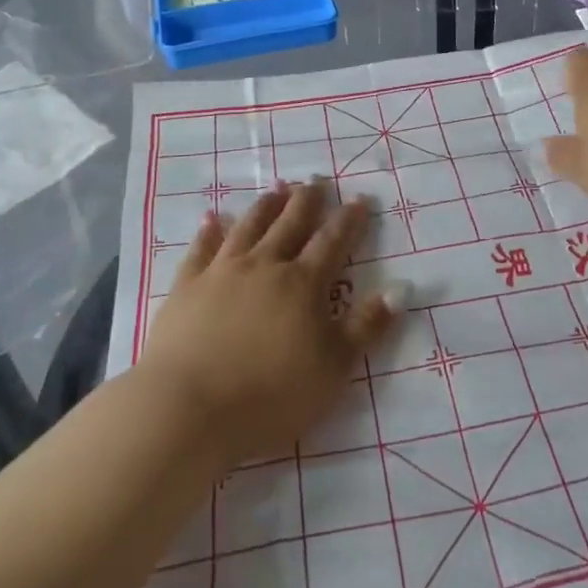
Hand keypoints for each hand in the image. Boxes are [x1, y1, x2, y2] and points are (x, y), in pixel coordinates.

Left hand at [136, 180, 399, 468]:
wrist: (190, 408)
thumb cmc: (272, 394)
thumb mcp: (334, 367)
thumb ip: (367, 326)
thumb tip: (400, 289)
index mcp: (303, 284)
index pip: (332, 242)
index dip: (348, 220)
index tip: (358, 198)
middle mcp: (265, 266)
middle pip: (290, 224)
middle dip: (306, 201)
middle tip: (315, 179)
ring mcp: (222, 272)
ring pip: (249, 227)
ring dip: (265, 206)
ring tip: (277, 188)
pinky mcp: (187, 286)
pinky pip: (201, 248)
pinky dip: (209, 230)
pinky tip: (212, 218)